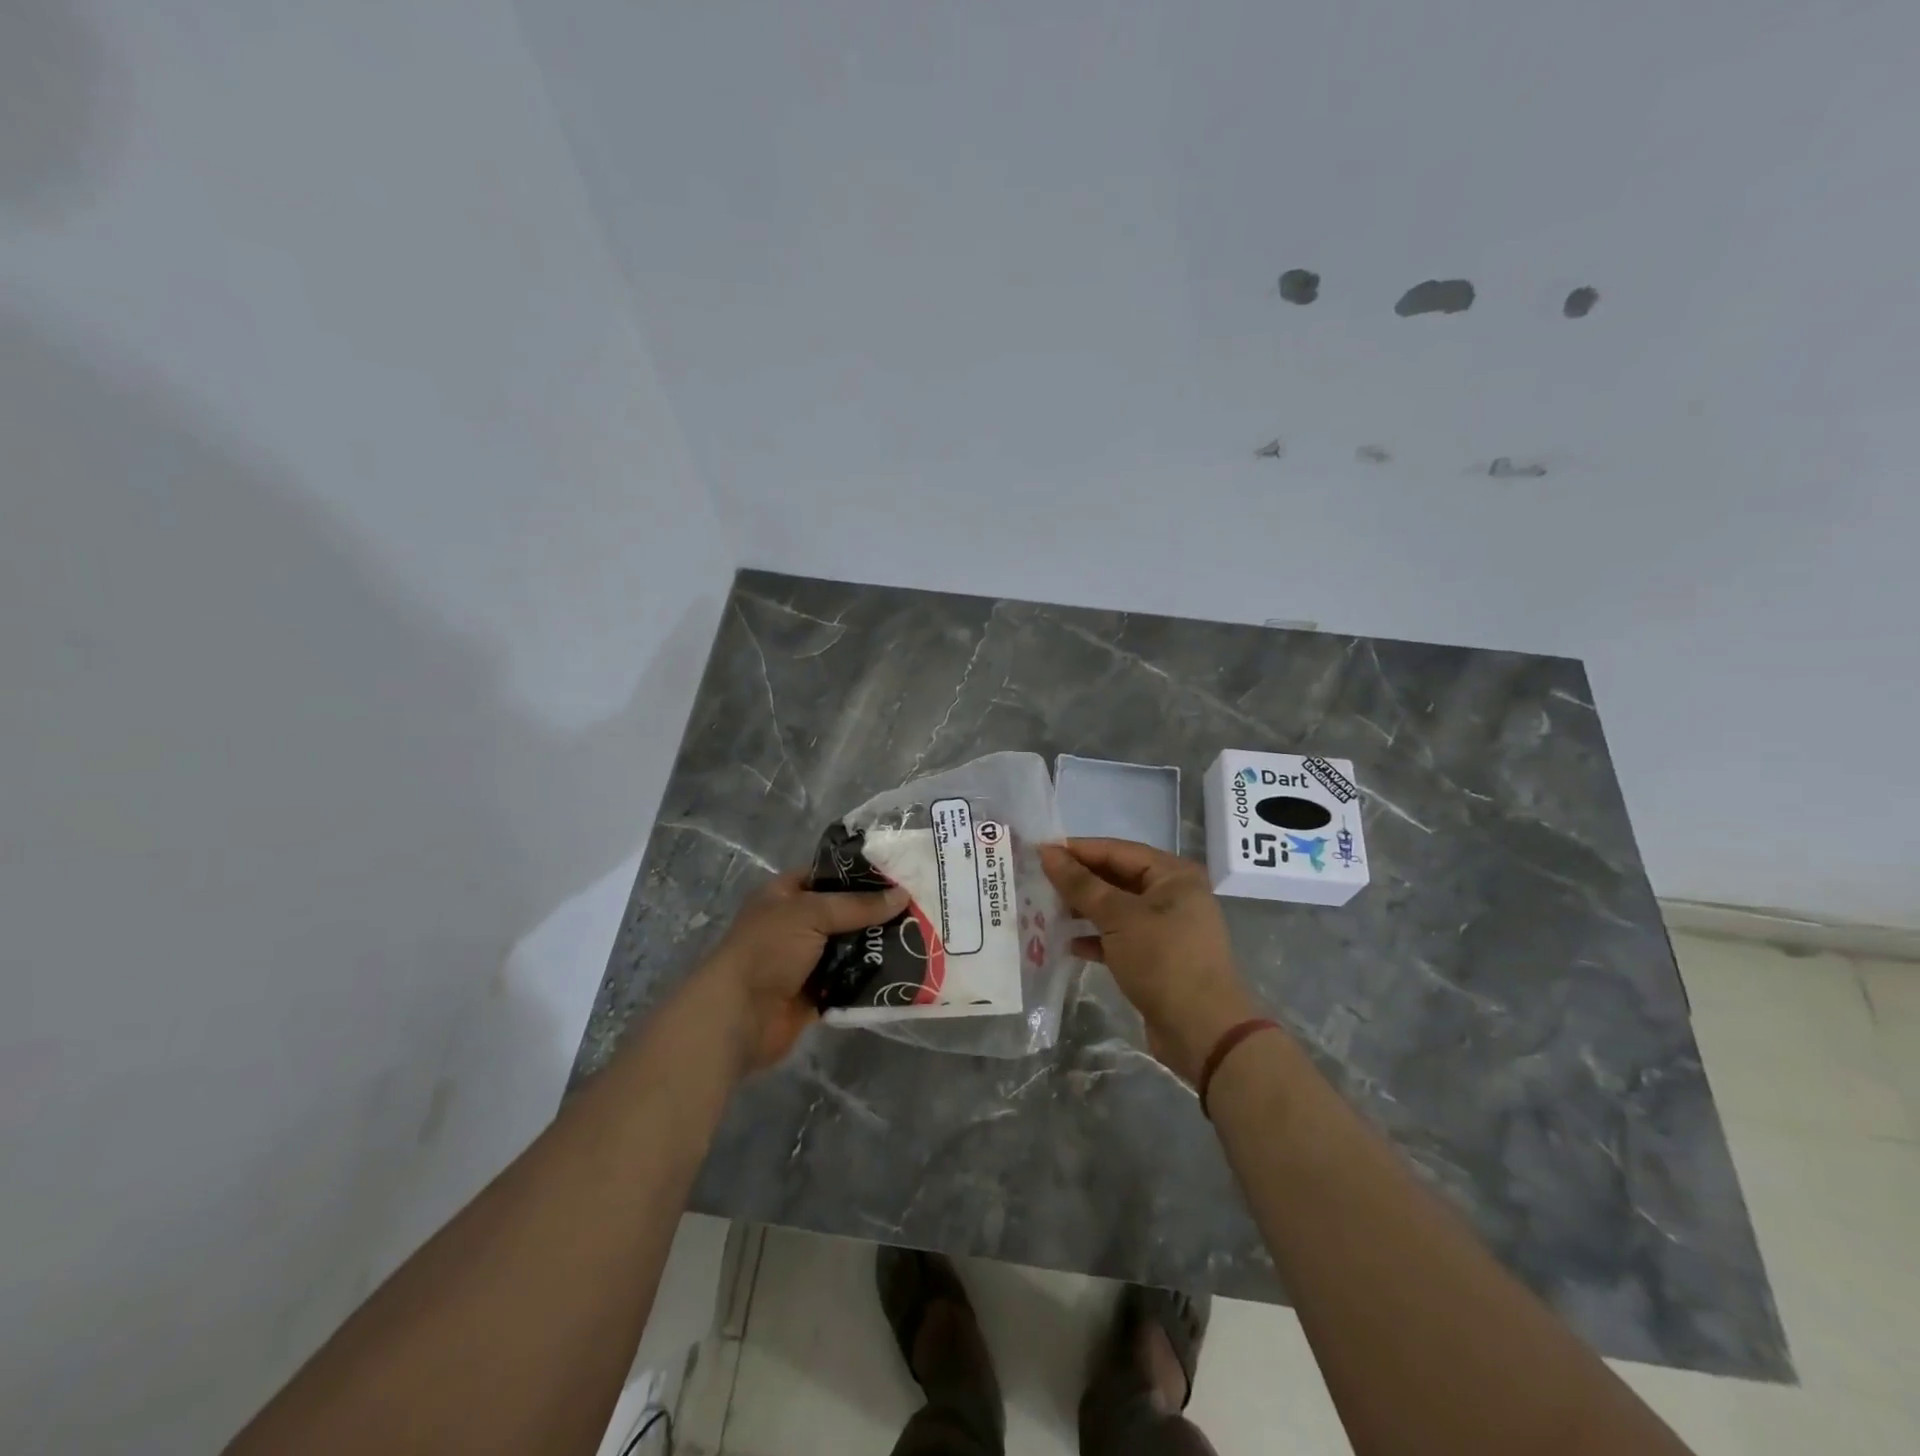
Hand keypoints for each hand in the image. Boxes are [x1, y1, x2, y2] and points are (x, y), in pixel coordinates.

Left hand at [696, 871, 907, 1073]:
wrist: (737, 1017)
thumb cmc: (767, 950)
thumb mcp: (811, 914)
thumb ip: (857, 905)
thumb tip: (903, 895)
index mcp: (786, 895)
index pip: (829, 875)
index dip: (861, 875)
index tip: (900, 875)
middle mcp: (796, 924)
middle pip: (844, 913)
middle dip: (877, 913)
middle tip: (919, 908)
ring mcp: (806, 960)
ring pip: (850, 947)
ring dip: (877, 946)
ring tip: (920, 938)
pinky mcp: (815, 993)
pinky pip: (849, 980)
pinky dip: (870, 978)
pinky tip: (903, 970)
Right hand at [1040, 839, 1263, 1084]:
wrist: (1203, 1032)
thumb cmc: (1163, 960)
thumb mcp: (1118, 917)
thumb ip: (1081, 884)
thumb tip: (1048, 852)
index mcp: (1173, 874)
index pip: (1117, 850)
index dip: (1078, 850)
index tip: (1040, 853)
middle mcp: (1173, 895)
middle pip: (1117, 877)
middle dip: (1079, 881)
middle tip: (1038, 882)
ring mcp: (1166, 928)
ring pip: (1116, 909)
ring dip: (1084, 910)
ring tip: (1046, 911)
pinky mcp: (1157, 957)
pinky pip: (1120, 937)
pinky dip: (1096, 938)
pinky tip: (1068, 944)